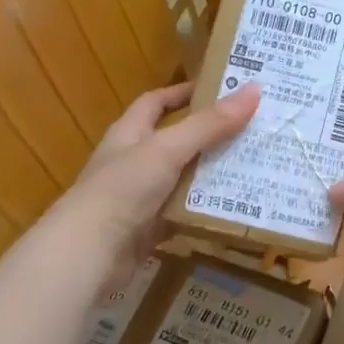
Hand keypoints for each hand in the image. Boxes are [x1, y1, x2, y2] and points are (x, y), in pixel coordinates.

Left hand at [53, 81, 259, 280]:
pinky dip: (204, 208)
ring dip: (212, 173)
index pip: (157, 102)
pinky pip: (183, 212)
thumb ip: (210, 124)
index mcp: (130, 133)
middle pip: (176, 140)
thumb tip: (254, 90)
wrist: (89, 253)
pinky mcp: (149, 228)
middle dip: (210, 135)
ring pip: (183, 178)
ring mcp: (140, 196)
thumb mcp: (169, 149)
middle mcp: (134, 160)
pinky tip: (234, 205)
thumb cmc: (124, 188)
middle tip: (251, 129)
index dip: (184, 93)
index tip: (220, 89)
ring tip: (253, 165)